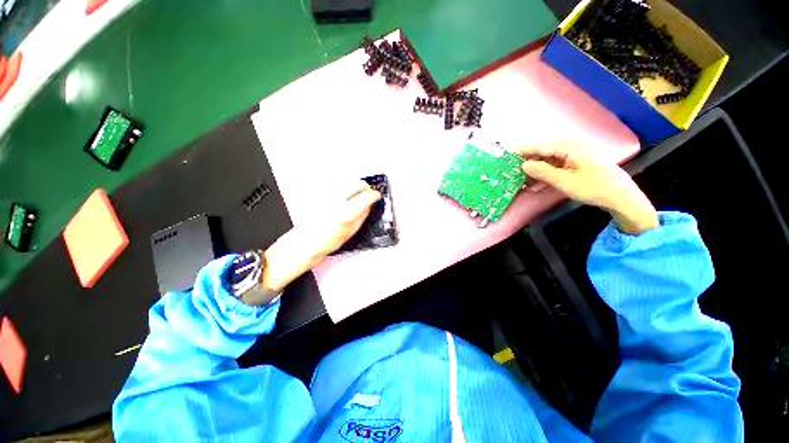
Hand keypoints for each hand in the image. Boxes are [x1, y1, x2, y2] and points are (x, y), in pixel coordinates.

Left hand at [258, 181, 380, 296]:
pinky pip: (336, 187)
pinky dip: (344, 190)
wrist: (301, 244)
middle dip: (364, 187)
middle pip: (356, 184)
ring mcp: (327, 196)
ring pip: (346, 183)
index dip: (374, 195)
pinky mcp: (319, 195)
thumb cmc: (323, 244)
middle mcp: (336, 201)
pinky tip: (343, 198)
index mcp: (345, 212)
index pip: (366, 196)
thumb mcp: (348, 234)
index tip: (376, 196)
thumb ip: (360, 218)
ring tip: (356, 196)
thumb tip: (368, 207)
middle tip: (367, 193)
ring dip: (354, 188)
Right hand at [518, 142, 658, 234]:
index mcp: (571, 147)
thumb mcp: (564, 181)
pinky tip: (536, 185)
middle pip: (545, 153)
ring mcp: (576, 156)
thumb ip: (542, 171)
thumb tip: (523, 165)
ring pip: (549, 161)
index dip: (524, 150)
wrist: (621, 197)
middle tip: (513, 170)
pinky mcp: (578, 164)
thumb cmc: (593, 187)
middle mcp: (573, 148)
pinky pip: (557, 167)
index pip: (542, 147)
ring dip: (536, 171)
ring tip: (522, 181)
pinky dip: (546, 175)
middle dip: (529, 162)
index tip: (509, 153)